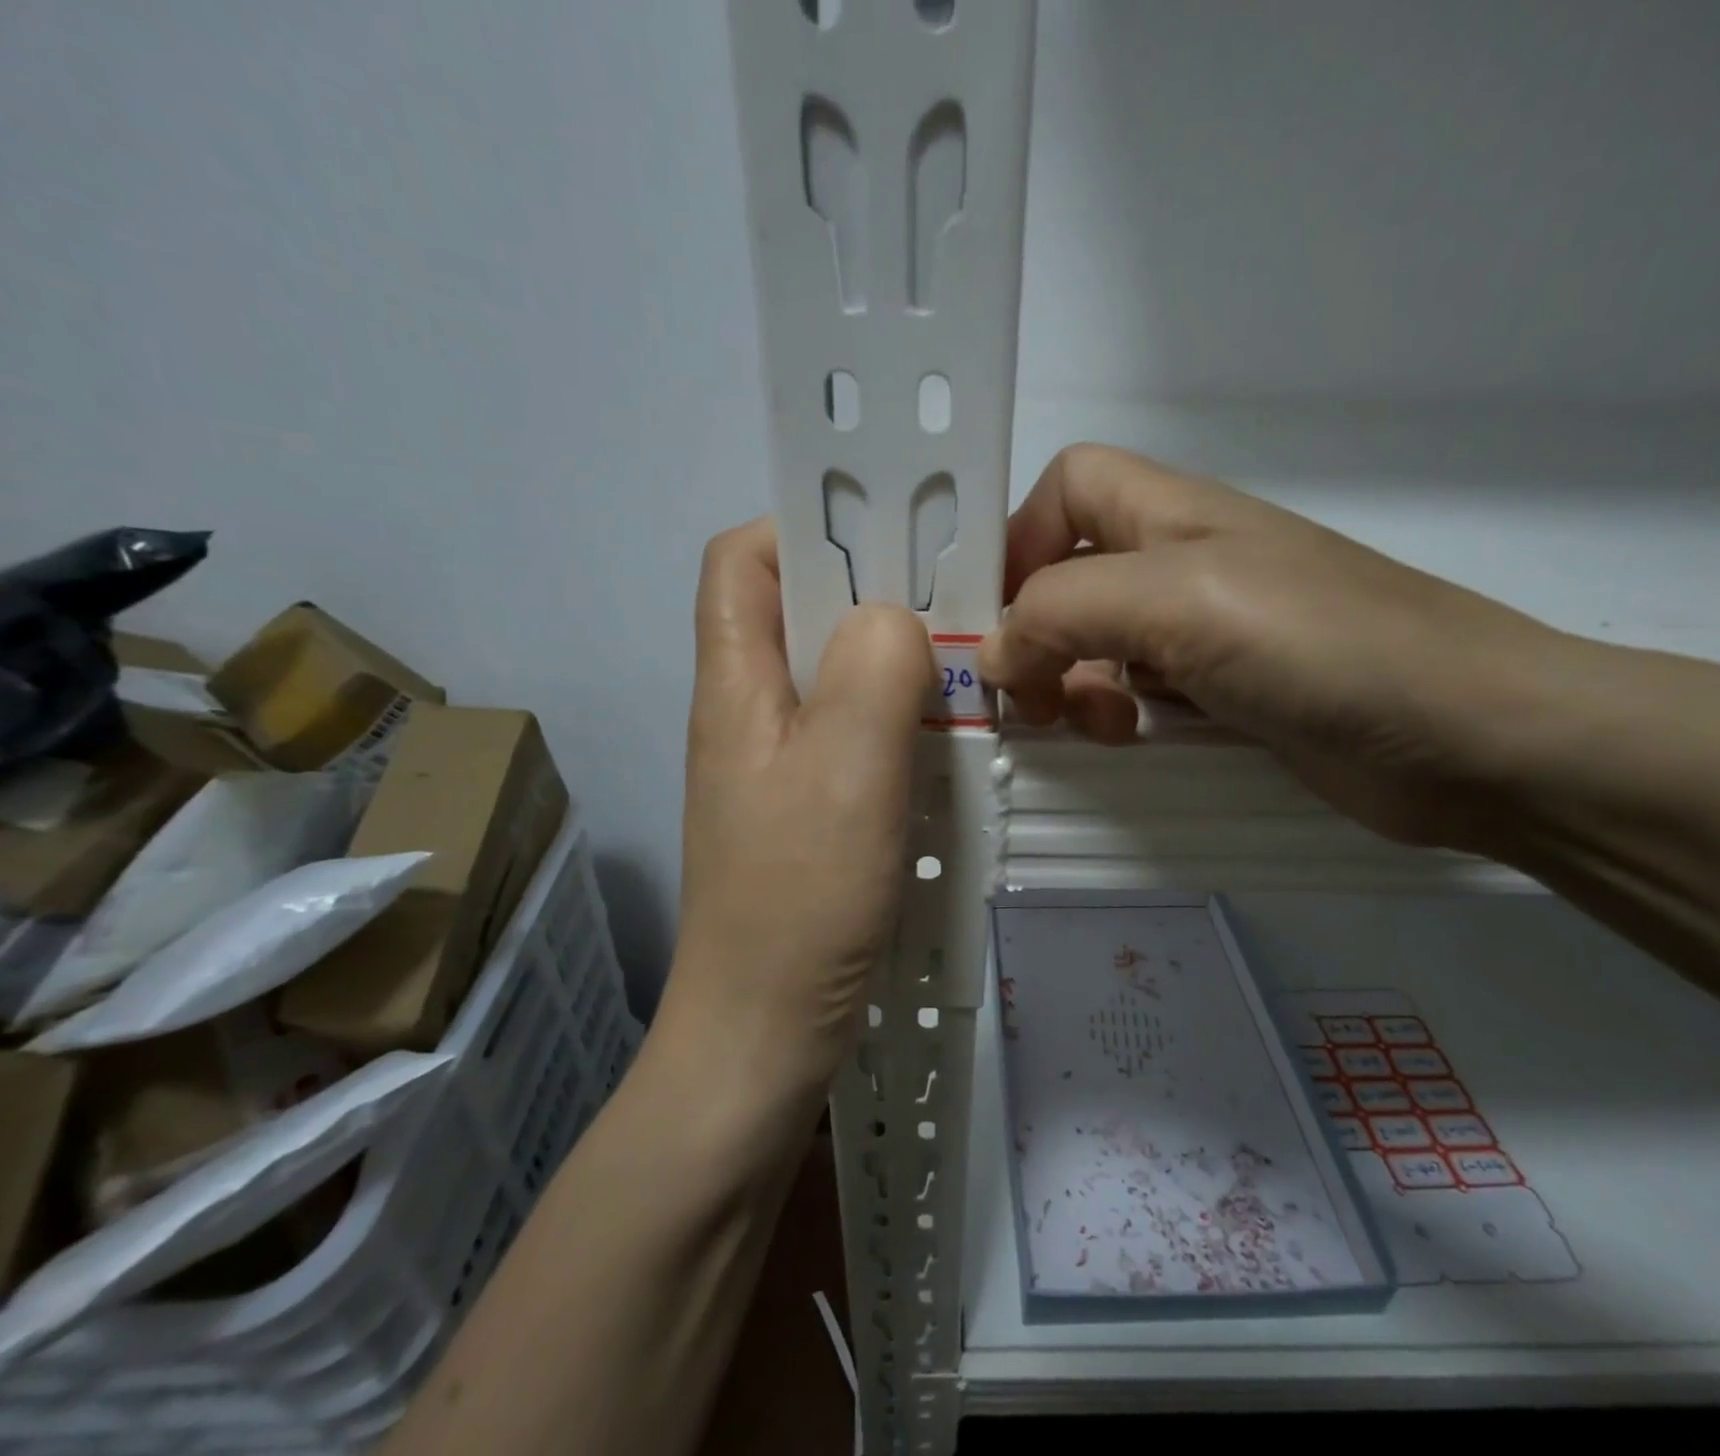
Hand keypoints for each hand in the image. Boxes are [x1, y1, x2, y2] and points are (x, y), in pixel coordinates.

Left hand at [668, 520, 933, 1091]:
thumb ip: (872, 669)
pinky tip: (946, 744)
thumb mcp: (845, 769)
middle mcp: (749, 712)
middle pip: (800, 613)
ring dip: (896, 664)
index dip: (805, 528)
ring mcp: (780, 765)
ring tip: (962, 673)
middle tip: (952, 608)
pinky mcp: (811, 809)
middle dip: (873, 596)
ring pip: (837, 677)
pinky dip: (901, 723)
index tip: (886, 541)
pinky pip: (857, 736)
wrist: (764, 1034)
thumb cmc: (799, 899)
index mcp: (736, 684)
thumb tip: (894, 617)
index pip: (743, 559)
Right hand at [979, 445, 1572, 848]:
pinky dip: (1116, 713)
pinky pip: (1140, 691)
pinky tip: (1133, 740)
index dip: (1020, 539)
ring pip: (1100, 640)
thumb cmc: (1325, 646)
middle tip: (1037, 696)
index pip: (1067, 486)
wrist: (1473, 738)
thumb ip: (1067, 611)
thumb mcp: (1181, 603)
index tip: (999, 618)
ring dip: (1073, 682)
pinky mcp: (1228, 694)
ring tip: (1095, 726)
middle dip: (1038, 631)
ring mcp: (1209, 633)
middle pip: (1072, 572)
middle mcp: (1184, 565)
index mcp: (1172, 516)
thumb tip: (996, 654)